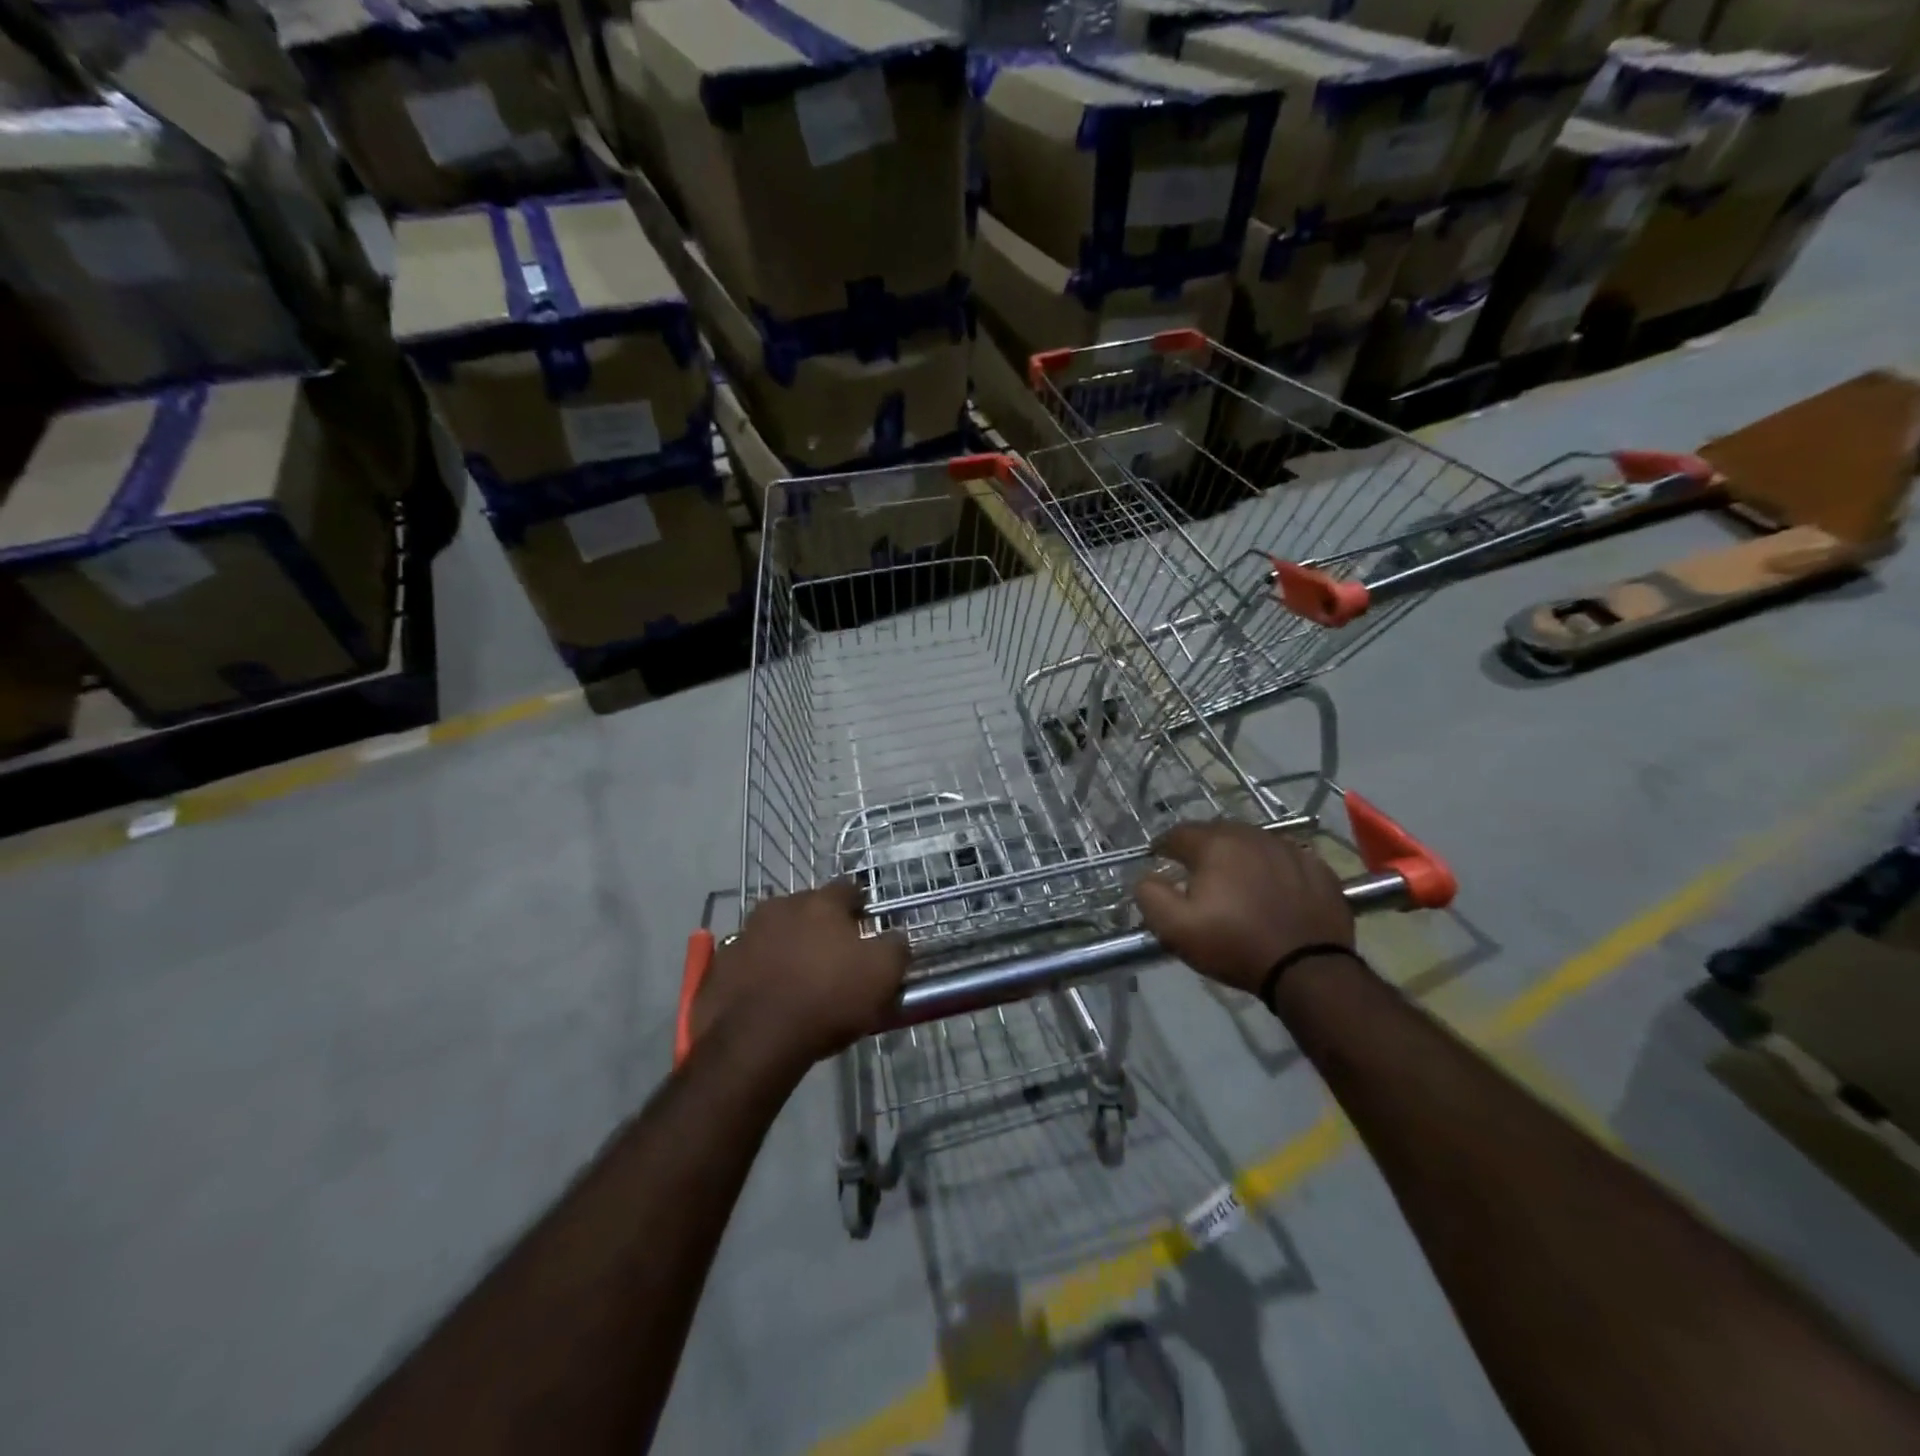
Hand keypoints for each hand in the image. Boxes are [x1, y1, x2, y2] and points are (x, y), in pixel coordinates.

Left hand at [692, 882, 908, 1076]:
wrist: (755, 1041)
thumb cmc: (827, 999)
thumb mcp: (882, 975)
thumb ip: (895, 948)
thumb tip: (896, 937)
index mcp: (821, 902)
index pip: (848, 889)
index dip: (860, 906)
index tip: (867, 924)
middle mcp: (780, 906)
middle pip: (808, 908)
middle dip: (820, 924)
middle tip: (833, 954)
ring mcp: (745, 934)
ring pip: (775, 932)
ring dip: (787, 945)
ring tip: (799, 976)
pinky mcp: (721, 965)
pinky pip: (749, 961)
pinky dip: (761, 970)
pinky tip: (769, 995)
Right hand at [1133, 820, 1353, 994]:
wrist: (1308, 969)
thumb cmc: (1235, 945)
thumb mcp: (1176, 928)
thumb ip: (1150, 896)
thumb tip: (1146, 877)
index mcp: (1215, 845)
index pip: (1178, 833)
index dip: (1164, 846)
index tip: (1159, 860)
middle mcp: (1252, 836)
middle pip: (1217, 832)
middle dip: (1201, 848)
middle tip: (1195, 871)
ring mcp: (1289, 849)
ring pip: (1253, 842)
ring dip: (1238, 855)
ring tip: (1234, 879)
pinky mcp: (1318, 868)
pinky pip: (1285, 859)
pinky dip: (1273, 868)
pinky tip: (1272, 890)